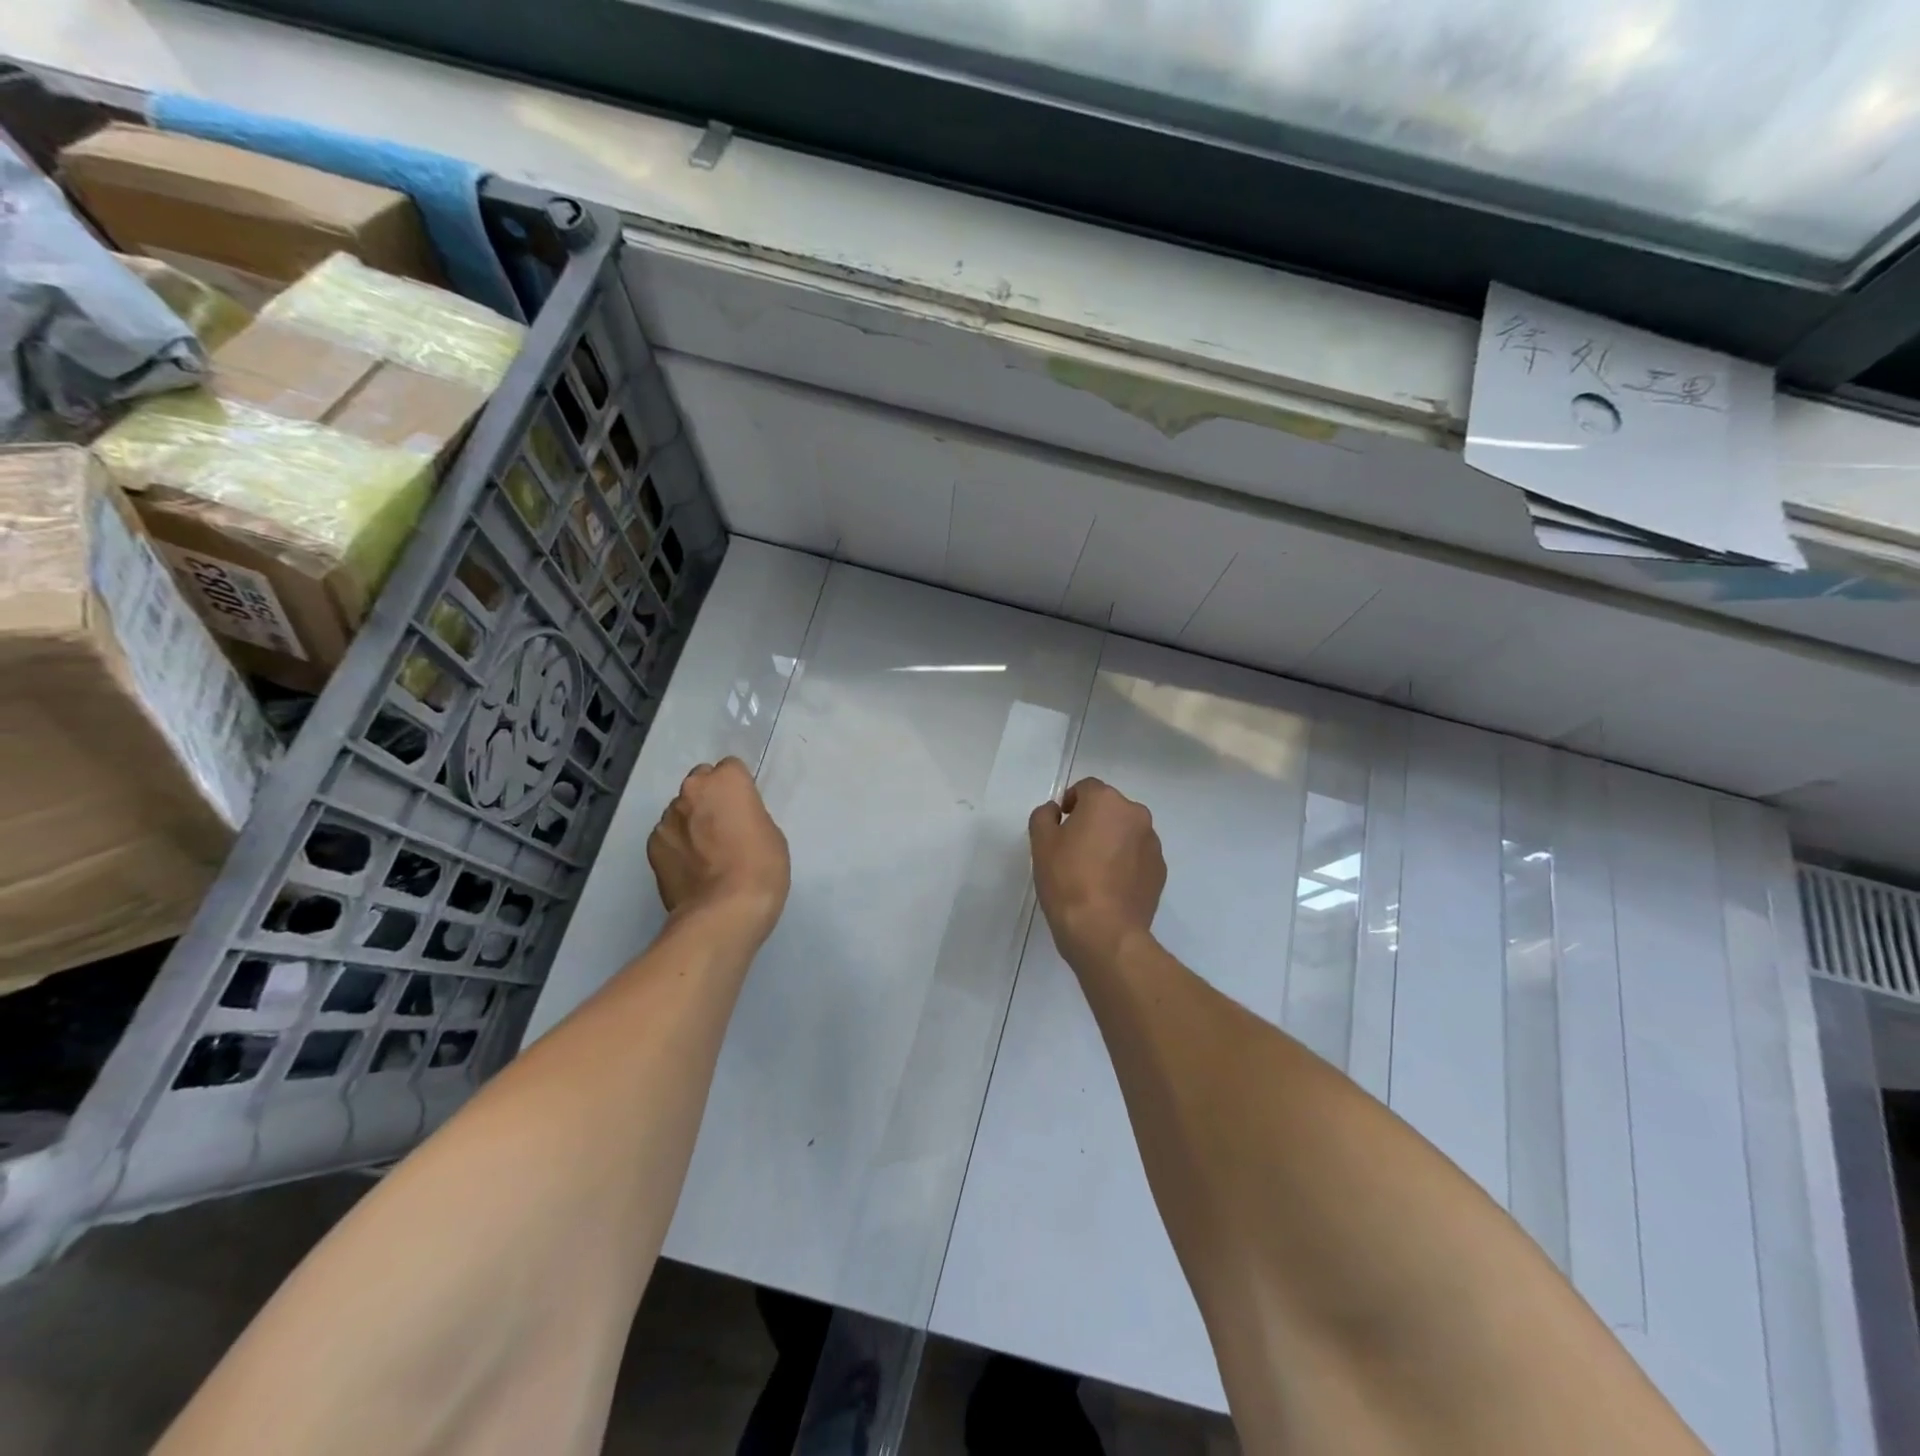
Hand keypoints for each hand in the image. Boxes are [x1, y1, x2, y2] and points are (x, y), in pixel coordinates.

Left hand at [647, 759, 789, 942]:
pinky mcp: (652, 847)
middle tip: (724, 829)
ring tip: (706, 855)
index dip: (739, 789)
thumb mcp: (770, 833)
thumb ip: (748, 815)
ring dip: (691, 823)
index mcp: (726, 781)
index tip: (744, 810)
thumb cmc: (761, 868)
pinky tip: (691, 869)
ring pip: (681, 811)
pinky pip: (668, 836)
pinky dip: (677, 846)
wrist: (723, 913)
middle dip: (709, 800)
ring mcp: (667, 819)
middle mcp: (692, 790)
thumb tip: (731, 821)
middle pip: (700, 784)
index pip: (730, 768)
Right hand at [1029, 778, 1165, 968]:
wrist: (1104, 930)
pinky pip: (1138, 857)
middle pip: (1110, 809)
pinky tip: (1109, 887)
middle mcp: (1136, 815)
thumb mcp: (1041, 843)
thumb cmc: (1067, 880)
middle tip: (1073, 848)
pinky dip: (1125, 863)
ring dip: (1111, 841)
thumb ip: (1044, 816)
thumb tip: (1056, 811)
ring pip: (1126, 832)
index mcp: (1106, 801)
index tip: (1059, 825)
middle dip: (1093, 821)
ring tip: (1092, 870)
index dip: (1070, 802)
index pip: (1087, 788)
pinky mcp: (1160, 871)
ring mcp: (1152, 844)